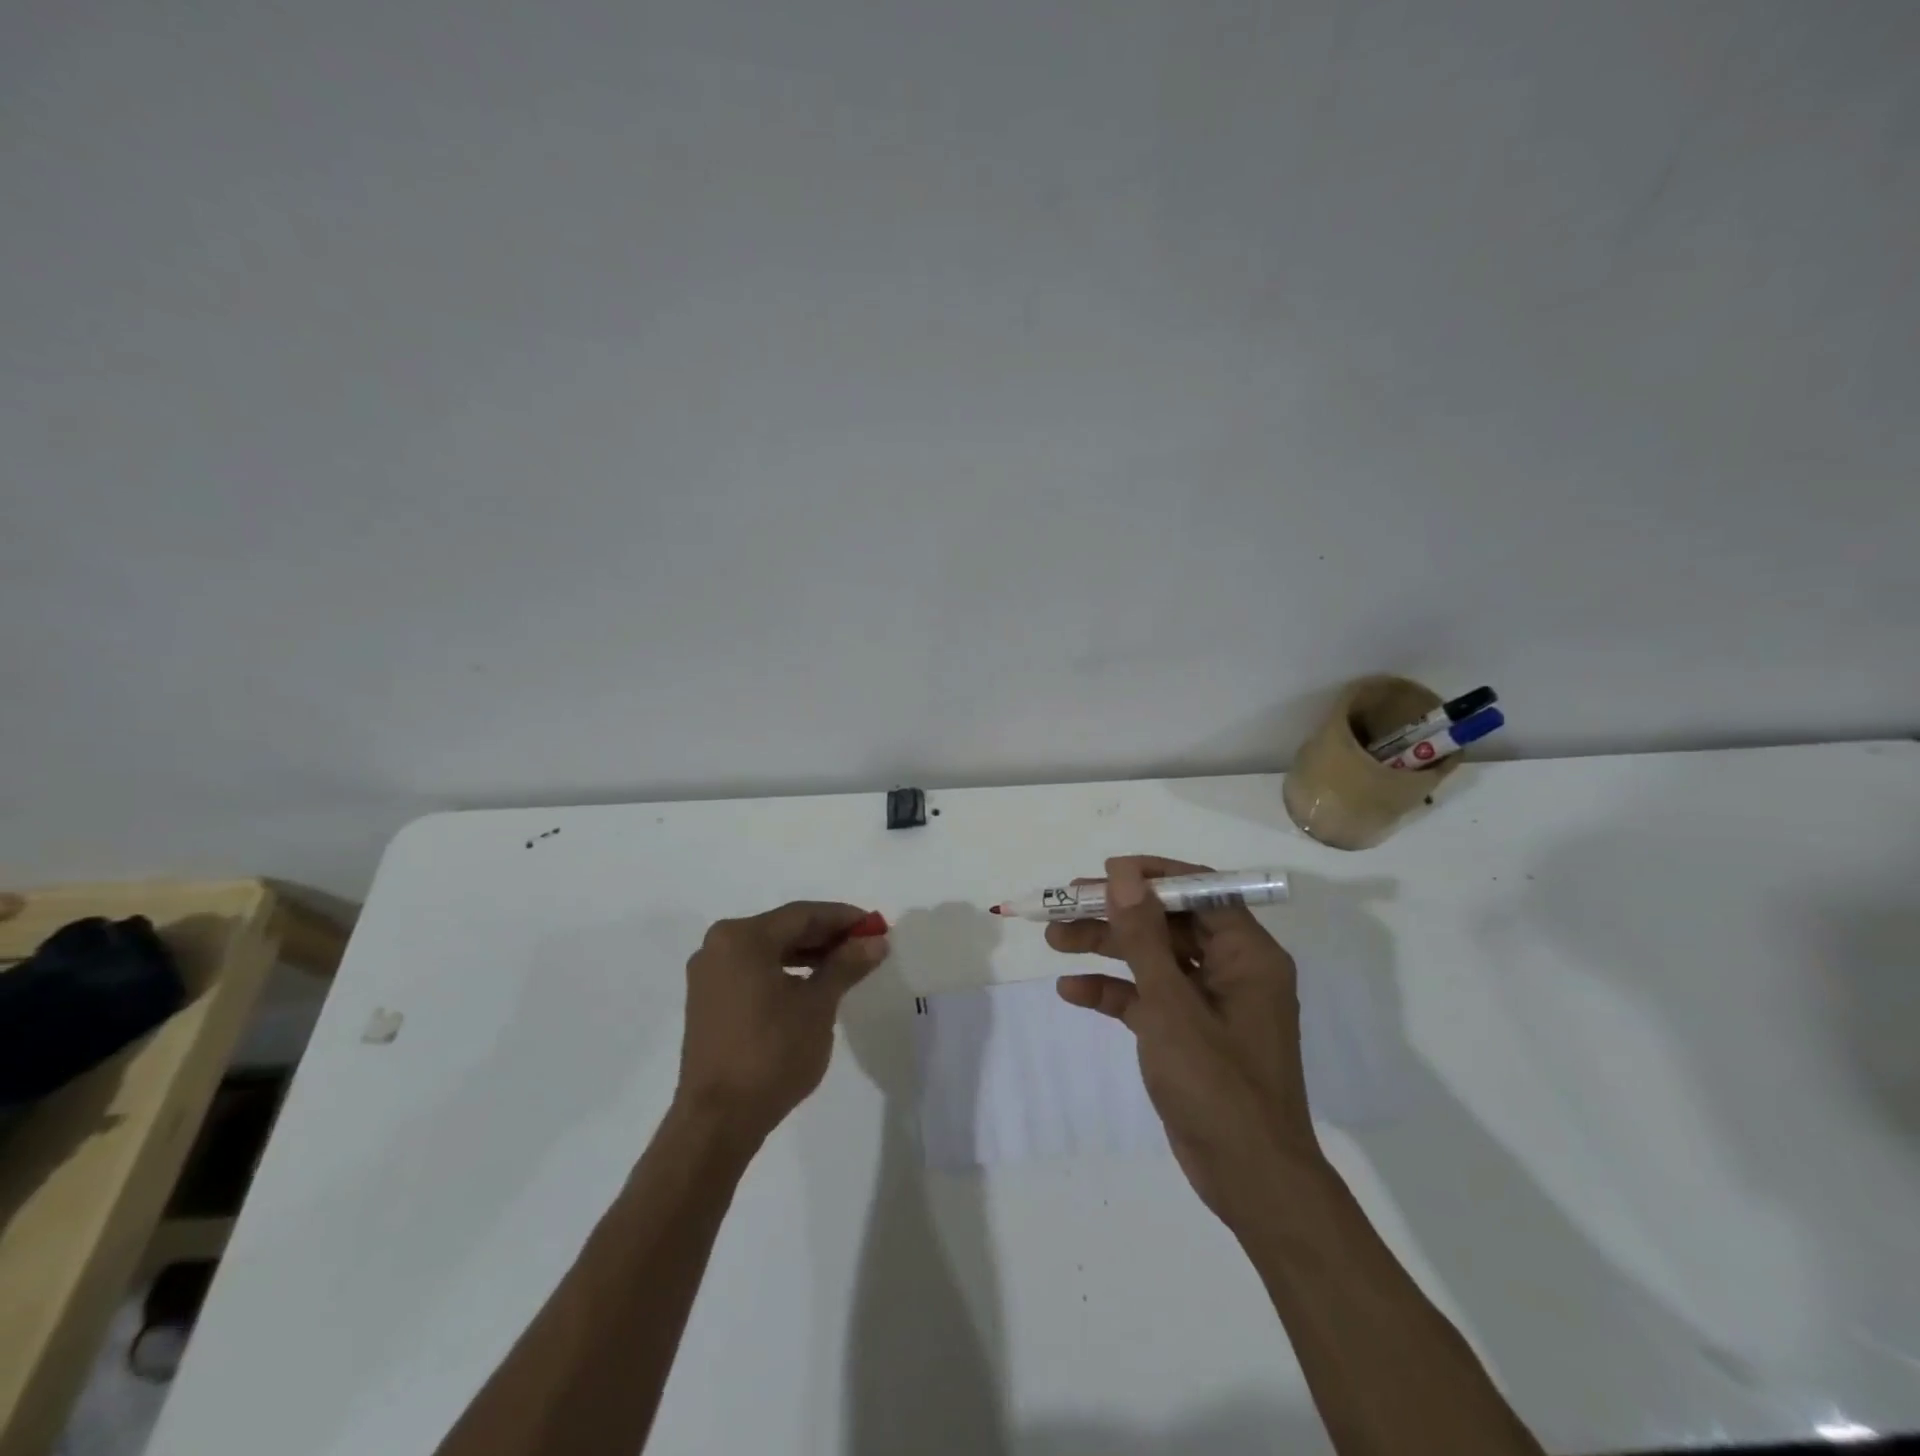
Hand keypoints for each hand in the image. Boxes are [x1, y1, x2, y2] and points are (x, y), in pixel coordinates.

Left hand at [677, 902, 888, 1142]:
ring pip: (768, 951)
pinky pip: (753, 971)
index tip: (876, 926)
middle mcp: (719, 945)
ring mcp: (708, 974)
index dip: (843, 918)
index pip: (803, 915)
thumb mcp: (818, 1005)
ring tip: (845, 966)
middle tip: (865, 945)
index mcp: (742, 937)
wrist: (718, 1121)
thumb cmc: (772, 1053)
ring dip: (807, 955)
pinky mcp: (707, 1001)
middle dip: (826, 936)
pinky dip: (784, 972)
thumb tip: (876, 941)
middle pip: (783, 929)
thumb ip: (846, 965)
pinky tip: (812, 986)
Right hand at [1048, 856, 1320, 1220]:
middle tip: (1065, 904)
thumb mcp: (1172, 1004)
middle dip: (1116, 914)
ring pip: (1153, 958)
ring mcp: (1209, 1002)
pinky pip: (1148, 998)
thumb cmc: (1217, 1084)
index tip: (1102, 874)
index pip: (1198, 890)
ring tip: (1053, 939)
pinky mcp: (1188, 1032)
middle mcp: (1232, 969)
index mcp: (1247, 953)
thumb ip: (1143, 935)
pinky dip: (1113, 992)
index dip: (1149, 877)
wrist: (1250, 1181)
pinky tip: (1071, 992)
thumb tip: (1122, 873)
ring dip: (1106, 947)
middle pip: (1168, 922)